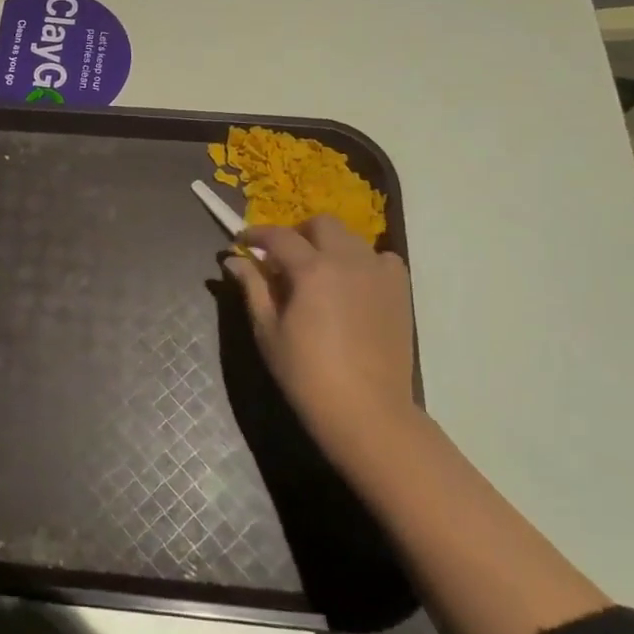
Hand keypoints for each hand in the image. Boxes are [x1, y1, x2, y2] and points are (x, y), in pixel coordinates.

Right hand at [225, 217, 418, 462]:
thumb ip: (253, 288)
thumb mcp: (268, 330)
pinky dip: (363, 262)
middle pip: (322, 224)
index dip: (256, 235)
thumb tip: (233, 260)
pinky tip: (353, 285)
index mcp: (312, 269)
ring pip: (352, 238)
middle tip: (282, 258)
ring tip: (318, 273)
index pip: (279, 236)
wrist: (366, 409)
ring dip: (329, 245)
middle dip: (297, 232)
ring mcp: (379, 273)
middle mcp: (349, 260)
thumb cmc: (306, 373)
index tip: (242, 243)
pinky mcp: (400, 290)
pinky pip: (381, 259)